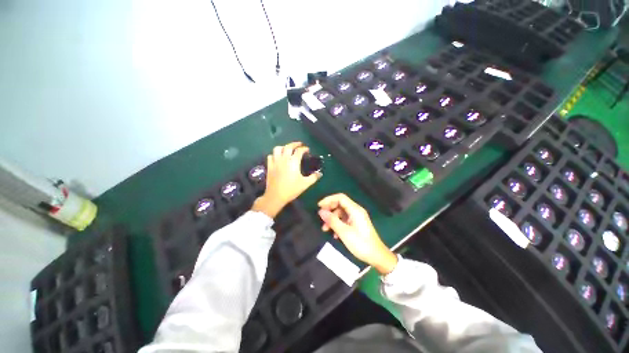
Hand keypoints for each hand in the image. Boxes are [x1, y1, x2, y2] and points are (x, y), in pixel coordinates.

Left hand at [252, 142, 320, 217]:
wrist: (276, 196)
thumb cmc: (291, 189)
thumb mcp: (305, 184)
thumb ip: (313, 177)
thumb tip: (320, 173)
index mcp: (293, 162)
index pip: (299, 151)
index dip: (304, 149)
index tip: (307, 150)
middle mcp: (284, 159)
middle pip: (288, 146)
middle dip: (294, 144)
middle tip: (299, 145)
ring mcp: (275, 162)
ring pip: (278, 149)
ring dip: (283, 147)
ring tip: (287, 149)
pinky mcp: (269, 166)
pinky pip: (271, 156)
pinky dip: (275, 154)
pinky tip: (278, 157)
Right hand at [318, 193, 397, 274]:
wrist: (377, 256)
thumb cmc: (361, 244)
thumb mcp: (344, 232)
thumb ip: (332, 220)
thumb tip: (321, 211)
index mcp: (355, 210)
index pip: (340, 197)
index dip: (329, 200)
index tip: (319, 206)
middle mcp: (356, 211)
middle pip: (340, 204)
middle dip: (329, 210)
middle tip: (321, 218)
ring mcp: (357, 217)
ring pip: (341, 213)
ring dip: (332, 219)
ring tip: (325, 229)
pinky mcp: (357, 224)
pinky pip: (344, 220)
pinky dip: (338, 224)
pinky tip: (335, 234)